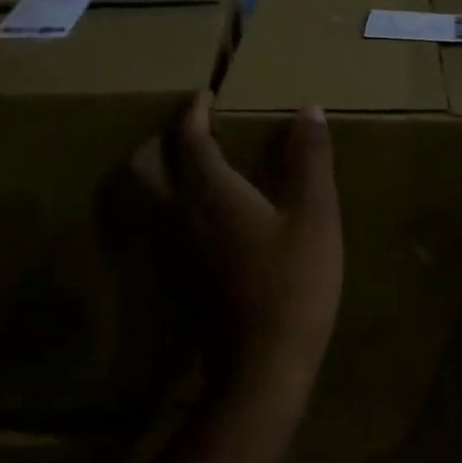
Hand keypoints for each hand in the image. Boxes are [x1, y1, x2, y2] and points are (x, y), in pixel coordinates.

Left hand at [137, 91, 342, 391]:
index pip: (188, 139)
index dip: (193, 112)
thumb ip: (309, 160)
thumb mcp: (315, 216)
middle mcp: (179, 216)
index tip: (204, 94)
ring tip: (197, 164)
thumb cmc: (293, 284)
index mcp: (210, 193)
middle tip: (189, 128)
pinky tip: (208, 214)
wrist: (262, 368)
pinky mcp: (180, 278)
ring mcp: (174, 251)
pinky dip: (174, 203)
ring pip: (150, 198)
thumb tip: (308, 110)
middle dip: (160, 140)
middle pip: (145, 167)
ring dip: (163, 171)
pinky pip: (164, 225)